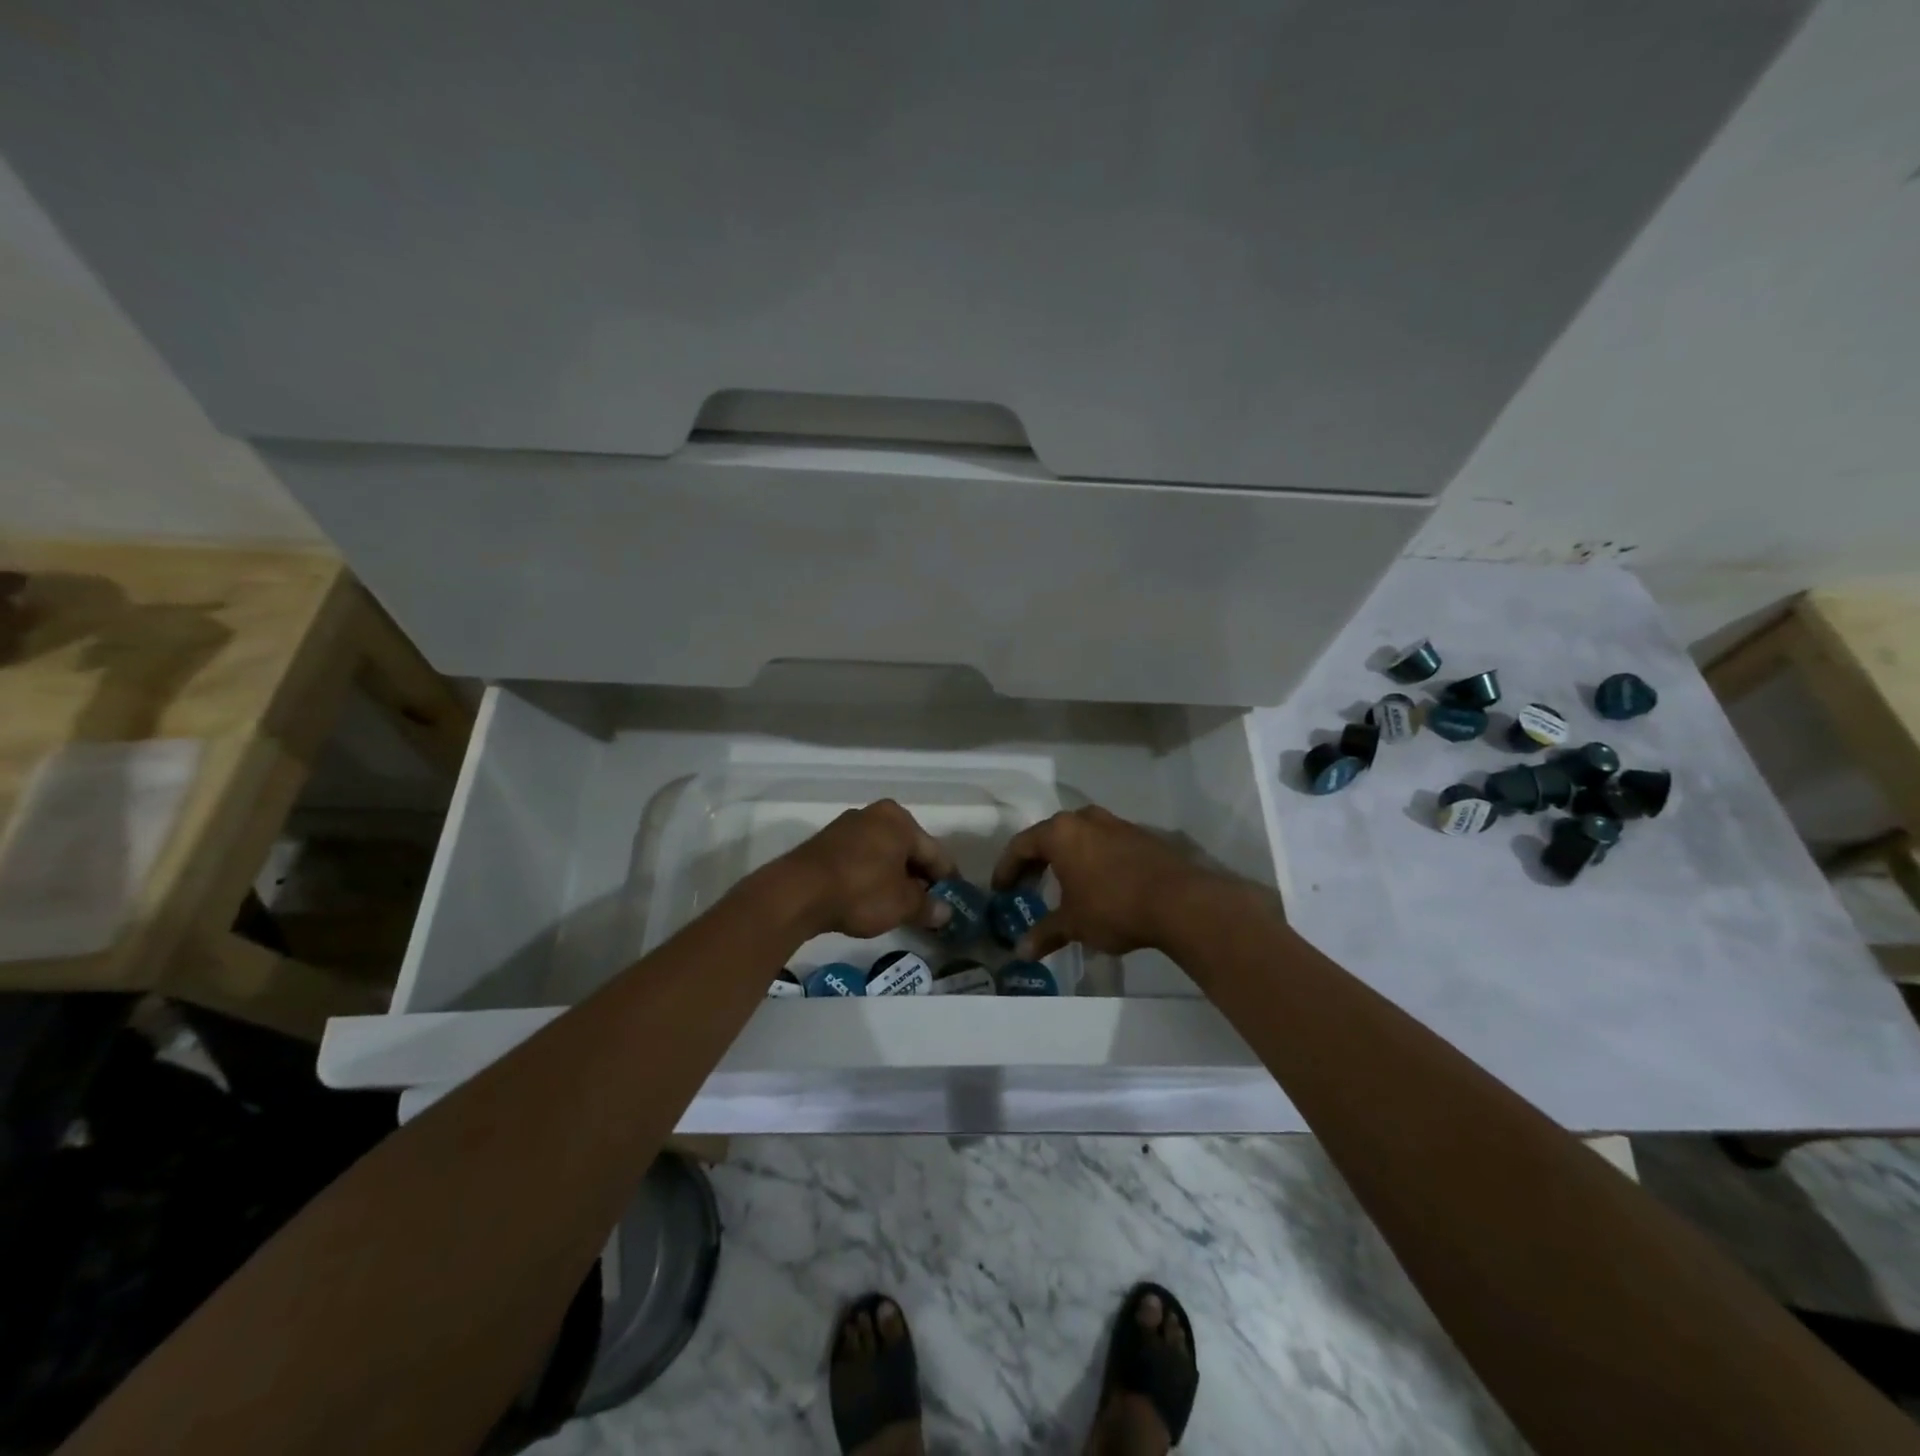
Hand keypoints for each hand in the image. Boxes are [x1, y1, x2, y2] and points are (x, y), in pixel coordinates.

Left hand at [773, 799, 958, 938]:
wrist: (797, 893)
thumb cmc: (860, 891)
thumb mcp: (901, 904)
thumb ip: (927, 906)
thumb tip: (945, 913)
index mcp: (900, 820)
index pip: (935, 852)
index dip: (948, 879)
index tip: (954, 901)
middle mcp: (875, 814)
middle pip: (909, 850)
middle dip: (920, 878)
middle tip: (929, 907)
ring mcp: (848, 826)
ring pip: (885, 854)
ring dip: (895, 878)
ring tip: (901, 907)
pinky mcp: (827, 843)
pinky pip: (862, 859)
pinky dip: (873, 876)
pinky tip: (872, 898)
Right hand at [991, 805, 1232, 958]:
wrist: (1180, 901)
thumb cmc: (1113, 906)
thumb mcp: (1073, 924)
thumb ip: (1045, 934)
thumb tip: (1020, 952)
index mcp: (1061, 833)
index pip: (1022, 845)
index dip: (1007, 868)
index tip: (1000, 889)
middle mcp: (1085, 819)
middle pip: (1049, 836)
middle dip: (1035, 861)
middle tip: (1027, 886)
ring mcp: (1116, 824)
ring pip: (1079, 836)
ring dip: (1065, 858)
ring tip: (1061, 884)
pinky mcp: (1140, 835)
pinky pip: (1103, 842)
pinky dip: (1091, 859)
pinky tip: (1096, 883)